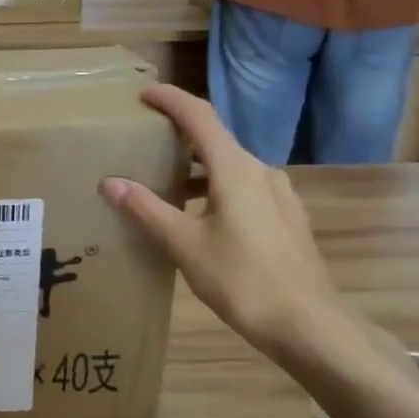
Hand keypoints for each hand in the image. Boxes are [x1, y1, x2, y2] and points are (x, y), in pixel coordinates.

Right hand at [100, 85, 344, 362]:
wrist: (308, 324)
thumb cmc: (242, 279)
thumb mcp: (184, 245)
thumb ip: (147, 209)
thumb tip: (110, 181)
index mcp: (236, 169)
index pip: (199, 117)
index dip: (171, 100)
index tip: (144, 94)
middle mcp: (261, 171)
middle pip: (216, 140)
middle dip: (180, 136)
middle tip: (146, 142)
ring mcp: (279, 195)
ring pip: (231, 167)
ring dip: (197, 168)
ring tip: (165, 184)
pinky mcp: (286, 218)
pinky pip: (245, 188)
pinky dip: (216, 188)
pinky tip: (201, 217)